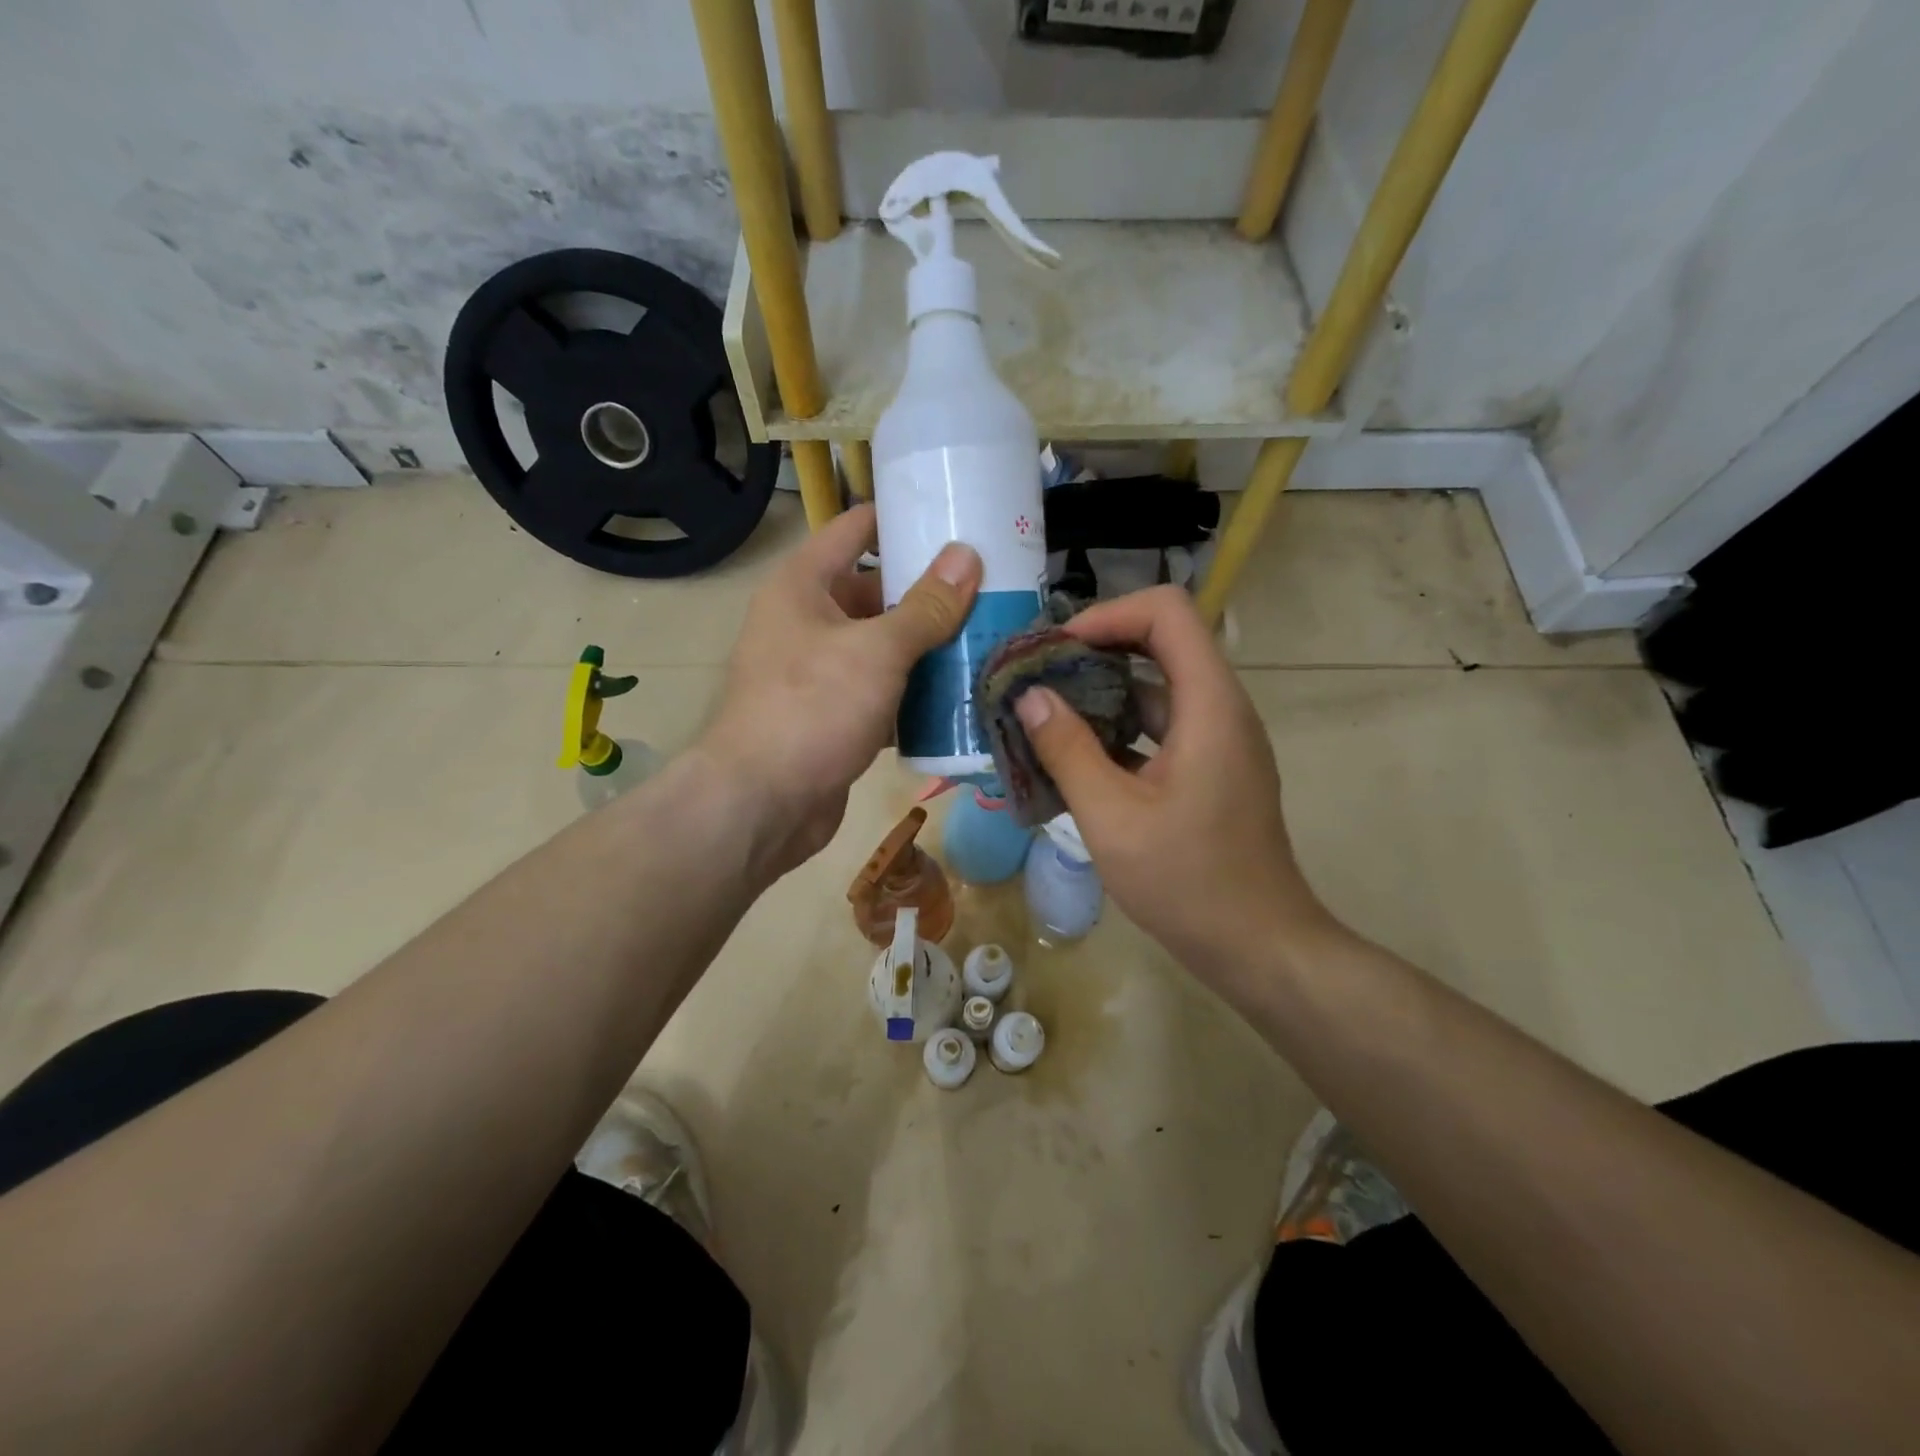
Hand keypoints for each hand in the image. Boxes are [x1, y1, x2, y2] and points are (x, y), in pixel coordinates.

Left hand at [699, 504, 980, 875]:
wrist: (763, 803)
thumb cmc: (812, 708)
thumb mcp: (876, 650)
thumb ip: (926, 606)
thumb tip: (967, 556)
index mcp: (804, 584)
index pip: (857, 528)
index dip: (905, 519)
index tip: (959, 519)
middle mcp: (808, 620)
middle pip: (878, 592)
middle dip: (931, 593)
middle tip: (993, 588)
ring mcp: (821, 671)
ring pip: (884, 646)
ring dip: (930, 647)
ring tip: (991, 636)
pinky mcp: (835, 715)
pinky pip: (883, 690)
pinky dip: (915, 692)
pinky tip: (962, 693)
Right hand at [1011, 585, 1336, 983]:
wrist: (1259, 946)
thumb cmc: (1187, 881)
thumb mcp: (1111, 817)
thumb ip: (1067, 749)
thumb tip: (1031, 696)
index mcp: (1209, 705)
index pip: (1167, 612)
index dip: (1108, 615)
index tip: (1057, 650)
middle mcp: (1222, 709)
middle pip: (1162, 643)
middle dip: (1096, 652)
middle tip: (1039, 680)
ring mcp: (1220, 740)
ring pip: (1158, 688)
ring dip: (1103, 694)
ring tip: (1046, 718)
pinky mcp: (1213, 768)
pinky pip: (1163, 726)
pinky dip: (1120, 729)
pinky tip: (1077, 758)